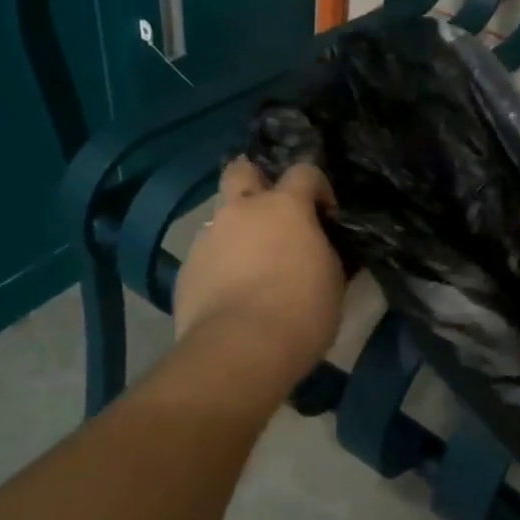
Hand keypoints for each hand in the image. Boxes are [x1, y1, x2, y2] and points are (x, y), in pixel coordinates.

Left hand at [174, 158, 344, 380]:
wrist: (240, 349)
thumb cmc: (301, 311)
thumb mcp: (332, 280)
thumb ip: (322, 252)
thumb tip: (317, 249)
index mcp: (285, 206)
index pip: (304, 171)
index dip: (317, 187)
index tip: (325, 215)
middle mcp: (242, 210)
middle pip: (241, 170)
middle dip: (254, 180)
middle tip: (268, 210)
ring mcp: (209, 237)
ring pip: (221, 218)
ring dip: (236, 232)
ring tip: (248, 266)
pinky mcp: (186, 268)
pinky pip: (206, 255)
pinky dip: (218, 266)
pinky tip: (228, 294)